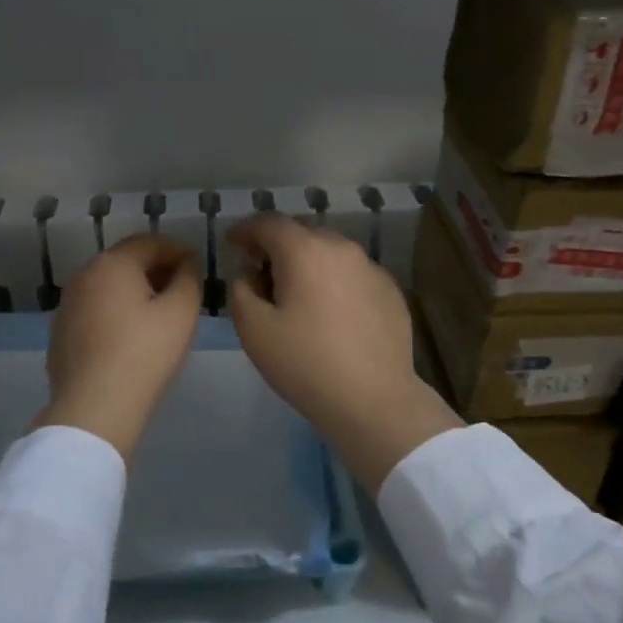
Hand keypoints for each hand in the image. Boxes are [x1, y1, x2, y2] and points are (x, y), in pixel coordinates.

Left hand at [33, 235, 201, 463]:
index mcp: (113, 264)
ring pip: (108, 285)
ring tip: (158, 314)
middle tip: (181, 289)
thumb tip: (185, 264)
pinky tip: (129, 336)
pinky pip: (94, 308)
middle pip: (126, 261)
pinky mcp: (61, 331)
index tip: (197, 267)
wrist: (94, 407)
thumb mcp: (181, 313)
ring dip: (134, 290)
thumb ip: (188, 279)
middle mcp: (84, 275)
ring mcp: (67, 303)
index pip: (150, 242)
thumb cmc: (144, 354)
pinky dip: (114, 311)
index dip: (177, 251)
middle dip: (155, 269)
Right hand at [225, 215, 460, 491]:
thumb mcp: (253, 329)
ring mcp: (371, 268)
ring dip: (307, 262)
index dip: (245, 230)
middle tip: (260, 271)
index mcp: (304, 250)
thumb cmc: (305, 364)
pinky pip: (352, 273)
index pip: (269, 223)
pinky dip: (334, 280)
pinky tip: (329, 311)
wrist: (373, 399)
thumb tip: (249, 272)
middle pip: (302, 232)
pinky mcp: (390, 290)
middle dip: (277, 245)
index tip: (232, 244)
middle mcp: (341, 248)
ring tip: (295, 292)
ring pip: (330, 251)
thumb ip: (241, 289)